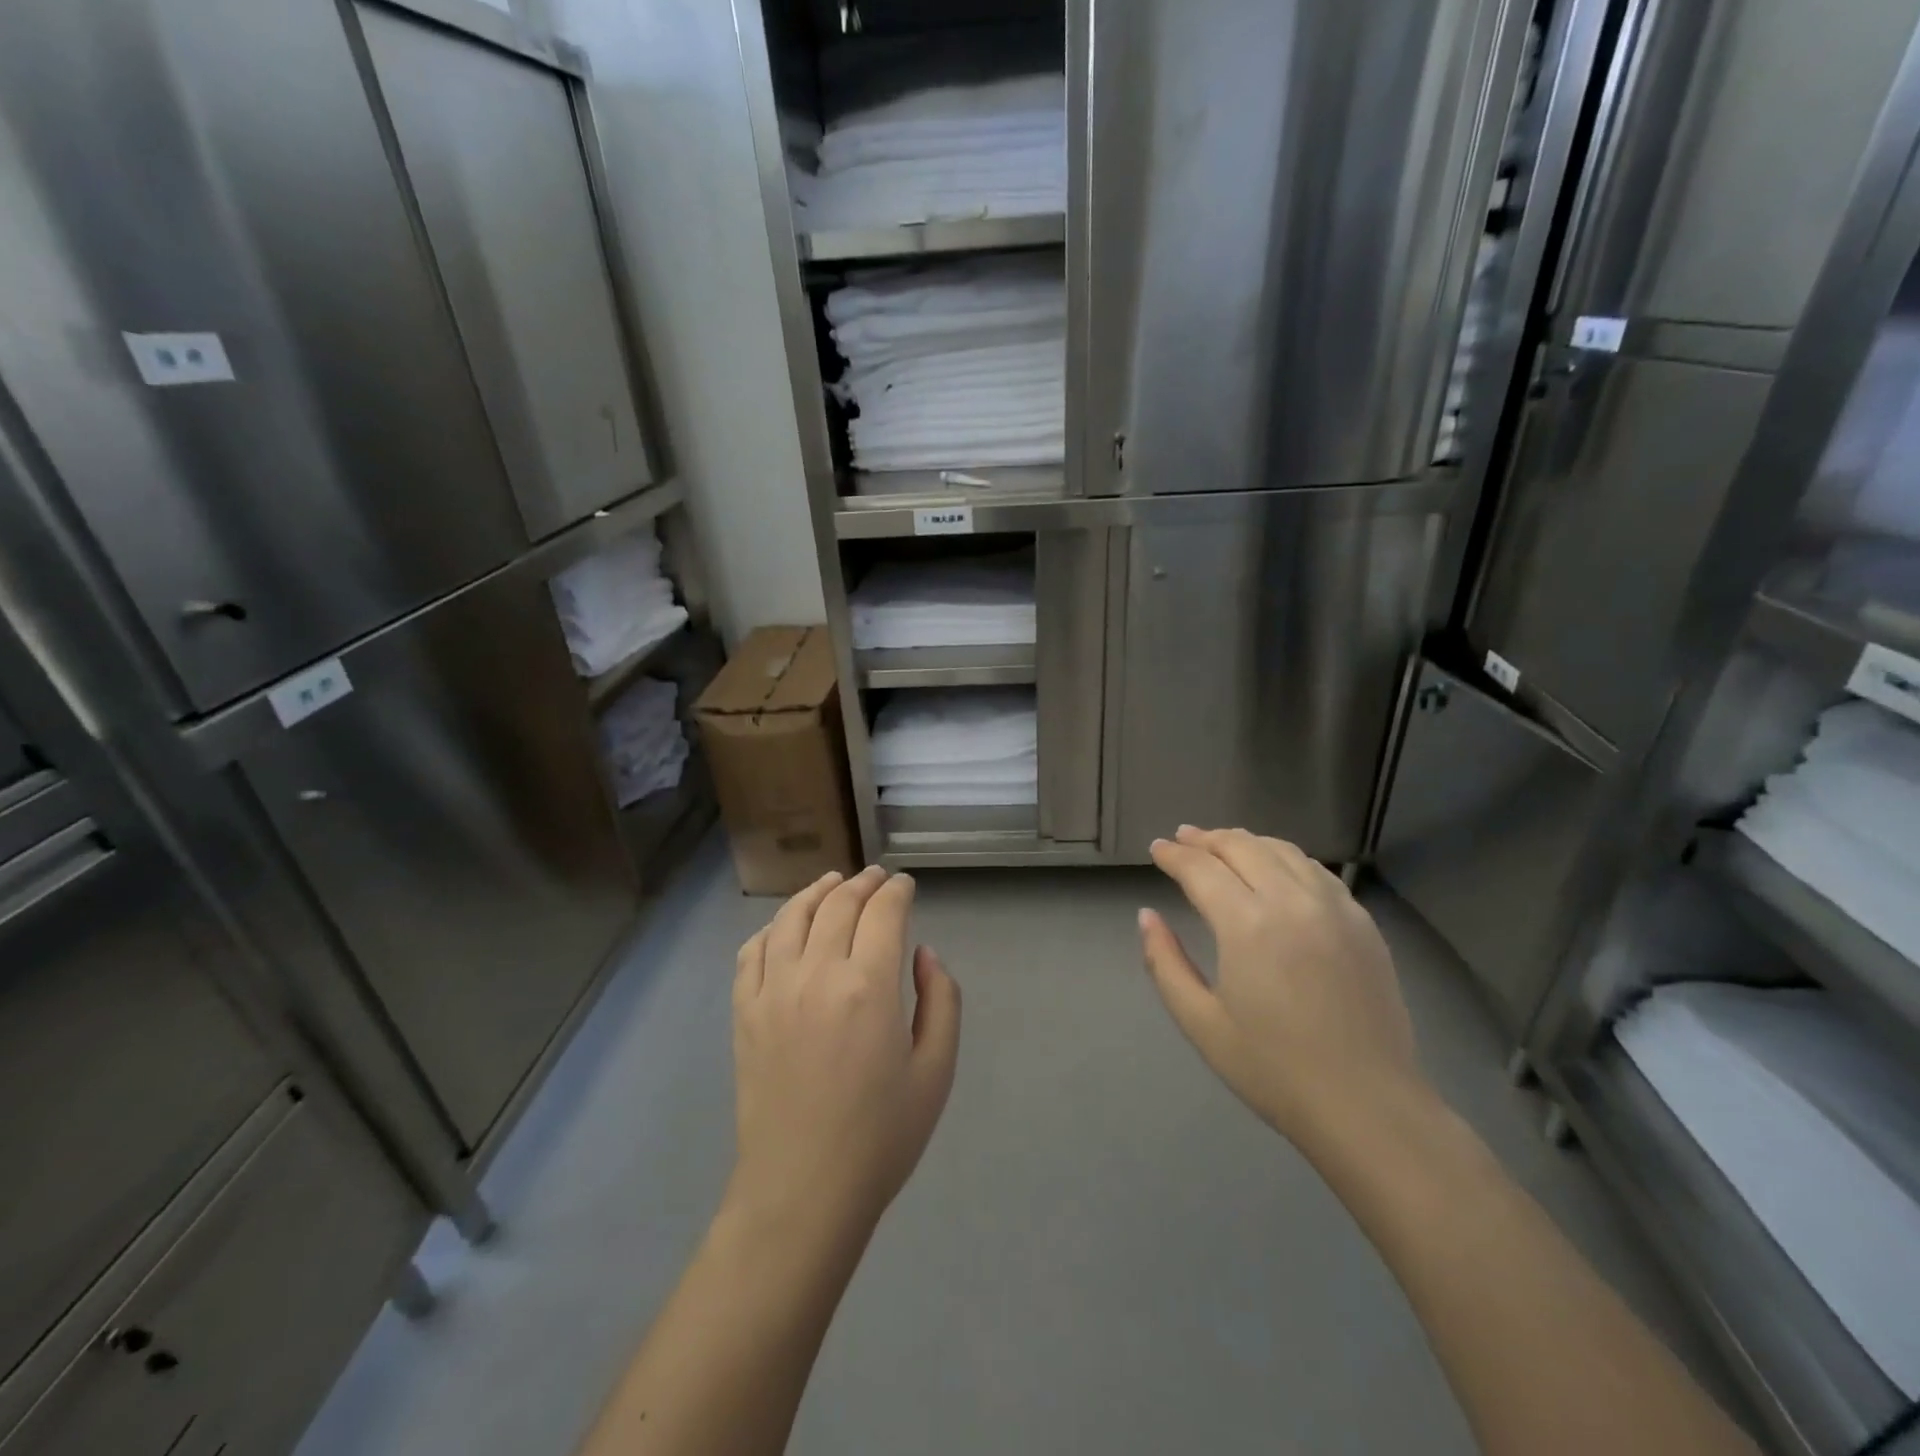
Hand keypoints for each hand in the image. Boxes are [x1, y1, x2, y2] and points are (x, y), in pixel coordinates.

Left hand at [728, 867, 961, 1236]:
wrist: (802, 1191)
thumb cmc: (880, 1136)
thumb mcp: (936, 1070)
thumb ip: (940, 1000)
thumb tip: (923, 954)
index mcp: (869, 985)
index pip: (883, 911)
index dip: (897, 890)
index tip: (906, 885)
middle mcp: (817, 973)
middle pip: (838, 903)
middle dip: (863, 883)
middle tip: (877, 878)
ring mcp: (773, 990)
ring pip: (791, 917)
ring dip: (816, 891)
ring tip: (832, 882)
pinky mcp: (744, 1012)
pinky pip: (752, 951)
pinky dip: (772, 927)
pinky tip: (784, 926)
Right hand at [1140, 827, 1431, 1153]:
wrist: (1367, 1106)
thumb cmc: (1273, 1070)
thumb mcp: (1200, 1022)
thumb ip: (1164, 962)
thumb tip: (1147, 915)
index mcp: (1248, 925)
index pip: (1201, 869)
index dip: (1174, 855)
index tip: (1156, 849)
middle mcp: (1292, 901)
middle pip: (1242, 847)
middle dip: (1206, 839)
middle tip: (1183, 838)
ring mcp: (1335, 908)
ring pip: (1283, 851)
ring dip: (1246, 842)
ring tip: (1223, 845)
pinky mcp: (1362, 923)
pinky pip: (1317, 871)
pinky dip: (1286, 858)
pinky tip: (1277, 868)